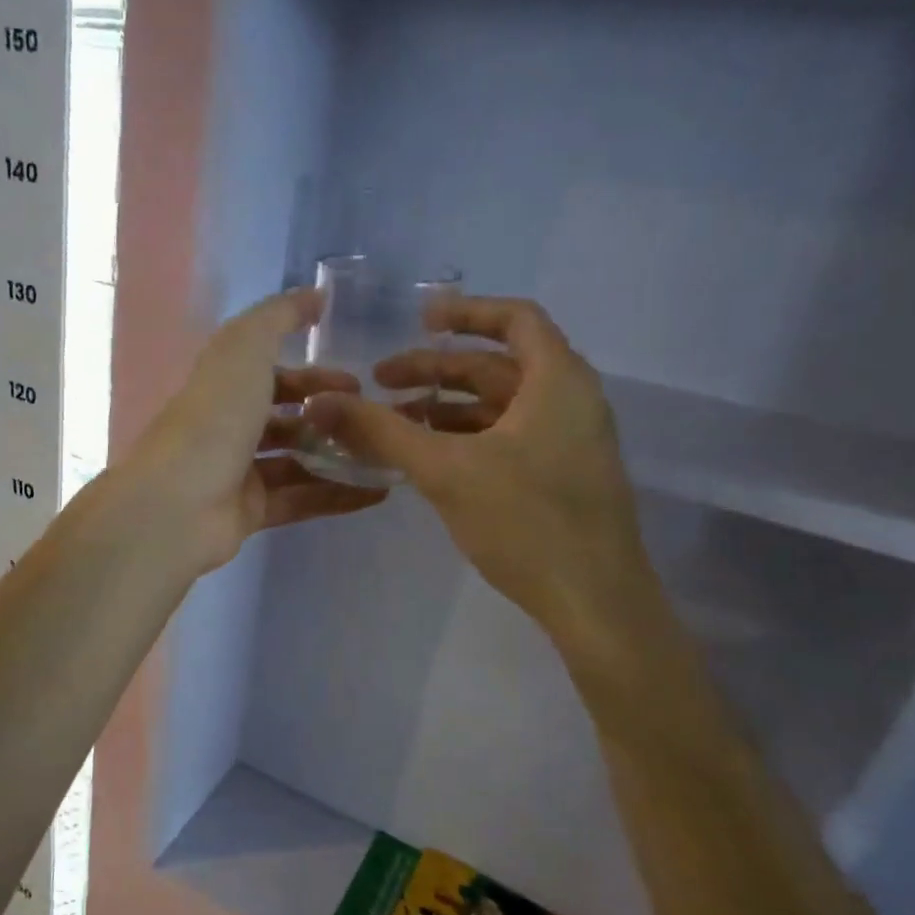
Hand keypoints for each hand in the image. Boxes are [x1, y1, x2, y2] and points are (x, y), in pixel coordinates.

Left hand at [119, 288, 386, 574]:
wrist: (178, 503)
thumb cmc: (214, 419)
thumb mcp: (244, 349)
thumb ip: (279, 316)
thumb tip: (315, 295)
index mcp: (223, 385)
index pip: (272, 373)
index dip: (313, 374)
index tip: (357, 380)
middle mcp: (229, 427)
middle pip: (286, 418)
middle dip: (329, 416)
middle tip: (372, 421)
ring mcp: (238, 472)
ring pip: (297, 460)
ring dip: (337, 456)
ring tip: (384, 456)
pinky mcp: (250, 512)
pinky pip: (301, 500)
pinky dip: (337, 496)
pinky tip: (378, 492)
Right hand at [304, 295, 659, 650]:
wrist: (594, 602)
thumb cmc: (526, 522)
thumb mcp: (445, 470)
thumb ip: (381, 432)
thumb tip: (320, 402)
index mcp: (557, 381)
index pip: (515, 319)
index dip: (465, 312)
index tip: (419, 320)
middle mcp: (570, 401)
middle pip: (498, 366)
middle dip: (437, 370)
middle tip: (382, 382)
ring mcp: (569, 441)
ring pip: (500, 406)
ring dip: (447, 407)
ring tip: (395, 422)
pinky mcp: (562, 477)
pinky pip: (508, 438)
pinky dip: (467, 437)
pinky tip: (429, 458)